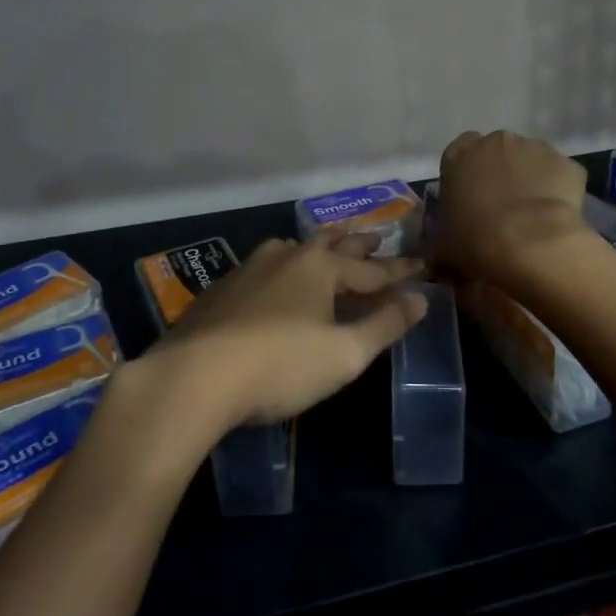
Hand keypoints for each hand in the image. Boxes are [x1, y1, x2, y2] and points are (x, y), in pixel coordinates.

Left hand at [145, 230, 426, 440]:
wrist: (193, 377)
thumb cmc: (280, 365)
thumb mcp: (345, 354)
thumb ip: (385, 324)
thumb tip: (420, 298)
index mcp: (321, 267)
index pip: (372, 268)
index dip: (400, 270)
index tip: (422, 265)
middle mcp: (287, 257)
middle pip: (332, 244)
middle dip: (358, 243)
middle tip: (377, 237)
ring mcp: (250, 268)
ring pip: (295, 249)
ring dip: (319, 248)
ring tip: (329, 246)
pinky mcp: (223, 288)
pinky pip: (267, 267)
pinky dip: (286, 267)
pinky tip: (277, 278)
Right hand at [435, 129, 588, 287]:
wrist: (531, 244)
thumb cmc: (476, 240)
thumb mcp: (443, 248)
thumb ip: (440, 246)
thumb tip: (440, 262)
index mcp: (459, 154)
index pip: (458, 155)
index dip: (466, 178)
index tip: (470, 202)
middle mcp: (496, 141)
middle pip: (496, 153)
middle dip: (499, 175)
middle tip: (501, 210)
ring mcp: (534, 147)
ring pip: (530, 161)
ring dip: (530, 180)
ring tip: (532, 218)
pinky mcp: (567, 164)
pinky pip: (560, 176)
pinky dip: (558, 192)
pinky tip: (556, 219)